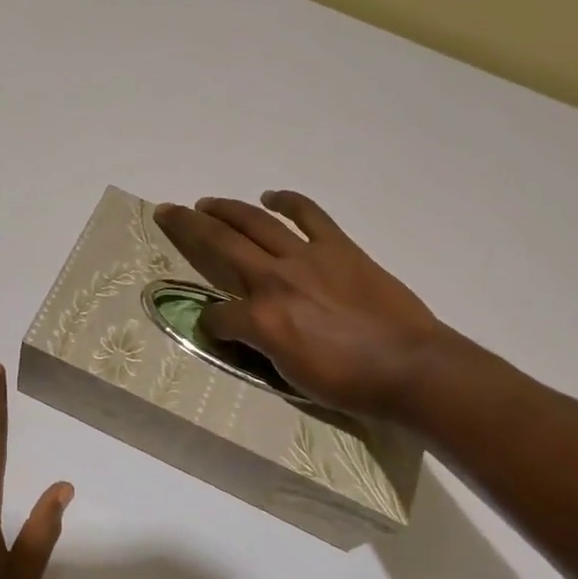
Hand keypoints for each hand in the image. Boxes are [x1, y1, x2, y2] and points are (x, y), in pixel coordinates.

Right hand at [153, 192, 448, 422]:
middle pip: (220, 244)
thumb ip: (260, 346)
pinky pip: (309, 215)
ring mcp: (307, 257)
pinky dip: (288, 202)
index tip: (213, 330)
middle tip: (168, 210)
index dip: (209, 324)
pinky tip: (272, 196)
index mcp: (262, 318)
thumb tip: (244, 331)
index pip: (217, 316)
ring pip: (256, 222)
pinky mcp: (338, 247)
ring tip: (207, 203)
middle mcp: (275, 279)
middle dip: (188, 226)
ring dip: (227, 209)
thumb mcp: (290, 375)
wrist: (409, 367)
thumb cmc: (350, 382)